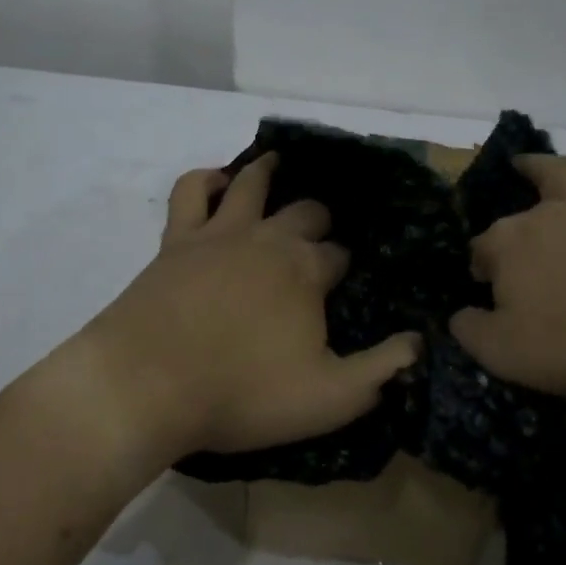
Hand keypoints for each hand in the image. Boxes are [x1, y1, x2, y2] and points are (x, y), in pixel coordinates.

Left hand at [79, 153, 421, 460]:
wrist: (147, 385)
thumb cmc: (241, 393)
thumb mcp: (328, 399)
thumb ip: (380, 370)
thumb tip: (418, 343)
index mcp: (306, 271)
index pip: (339, 255)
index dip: (344, 266)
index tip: (344, 281)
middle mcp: (268, 239)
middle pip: (306, 213)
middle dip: (319, 221)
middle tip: (320, 235)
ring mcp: (219, 233)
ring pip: (251, 184)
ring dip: (269, 173)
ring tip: (279, 165)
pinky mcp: (176, 239)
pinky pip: (190, 191)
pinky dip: (206, 179)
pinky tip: (215, 182)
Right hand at [450, 135, 565, 406]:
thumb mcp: (504, 353)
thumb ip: (471, 332)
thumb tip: (460, 316)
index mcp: (506, 247)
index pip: (480, 253)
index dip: (481, 271)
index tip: (486, 294)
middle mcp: (541, 217)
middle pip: (513, 221)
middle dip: (505, 235)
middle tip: (509, 260)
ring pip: (558, 176)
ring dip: (538, 165)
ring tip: (525, 160)